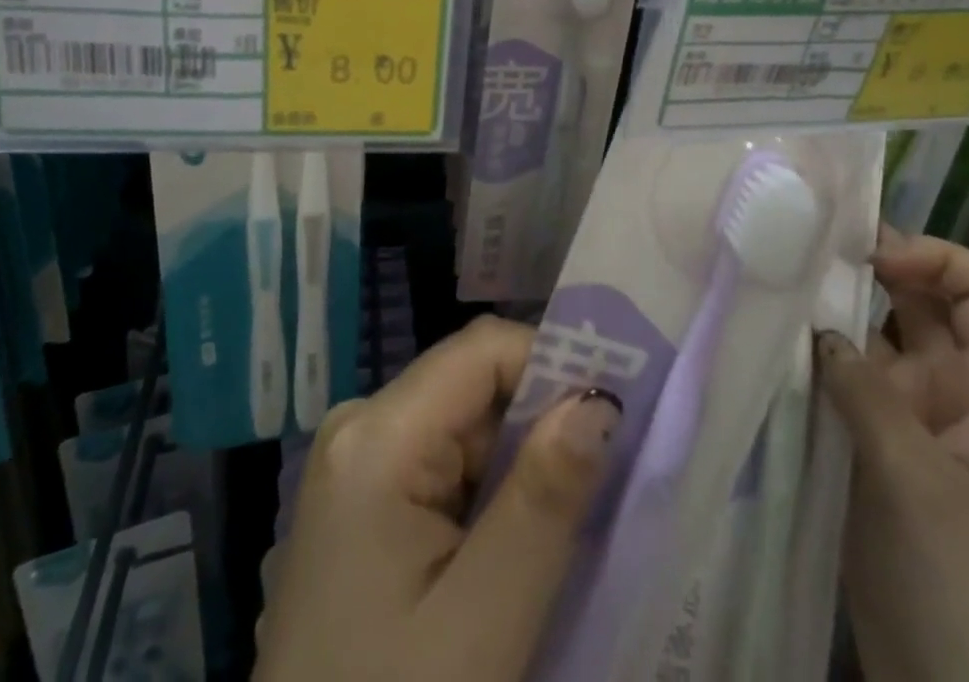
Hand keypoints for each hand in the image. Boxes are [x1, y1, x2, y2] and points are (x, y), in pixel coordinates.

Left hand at [255, 316, 619, 681]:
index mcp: (376, 434)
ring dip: (517, 467)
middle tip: (598, 485)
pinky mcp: (360, 502)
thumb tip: (600, 401)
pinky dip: (486, 494)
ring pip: (462, 428)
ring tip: (559, 529)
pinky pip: (440, 466)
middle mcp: (358, 427)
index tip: (614, 415)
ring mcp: (354, 464)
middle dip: (538, 425)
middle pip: (472, 387)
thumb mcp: (482, 620)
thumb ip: (543, 500)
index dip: (553, 364)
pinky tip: (508, 550)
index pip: (481, 349)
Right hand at [819, 230, 968, 681]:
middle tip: (804, 252)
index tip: (868, 258)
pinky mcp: (872, 454)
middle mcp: (955, 397)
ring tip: (778, 289)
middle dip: (870, 274)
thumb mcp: (918, 481)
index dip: (933, 259)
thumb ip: (865, 392)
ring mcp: (912, 426)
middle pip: (921, 309)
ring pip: (874, 346)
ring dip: (834, 318)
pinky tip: (773, 346)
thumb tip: (818, 330)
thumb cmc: (966, 586)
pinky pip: (845, 389)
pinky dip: (816, 364)